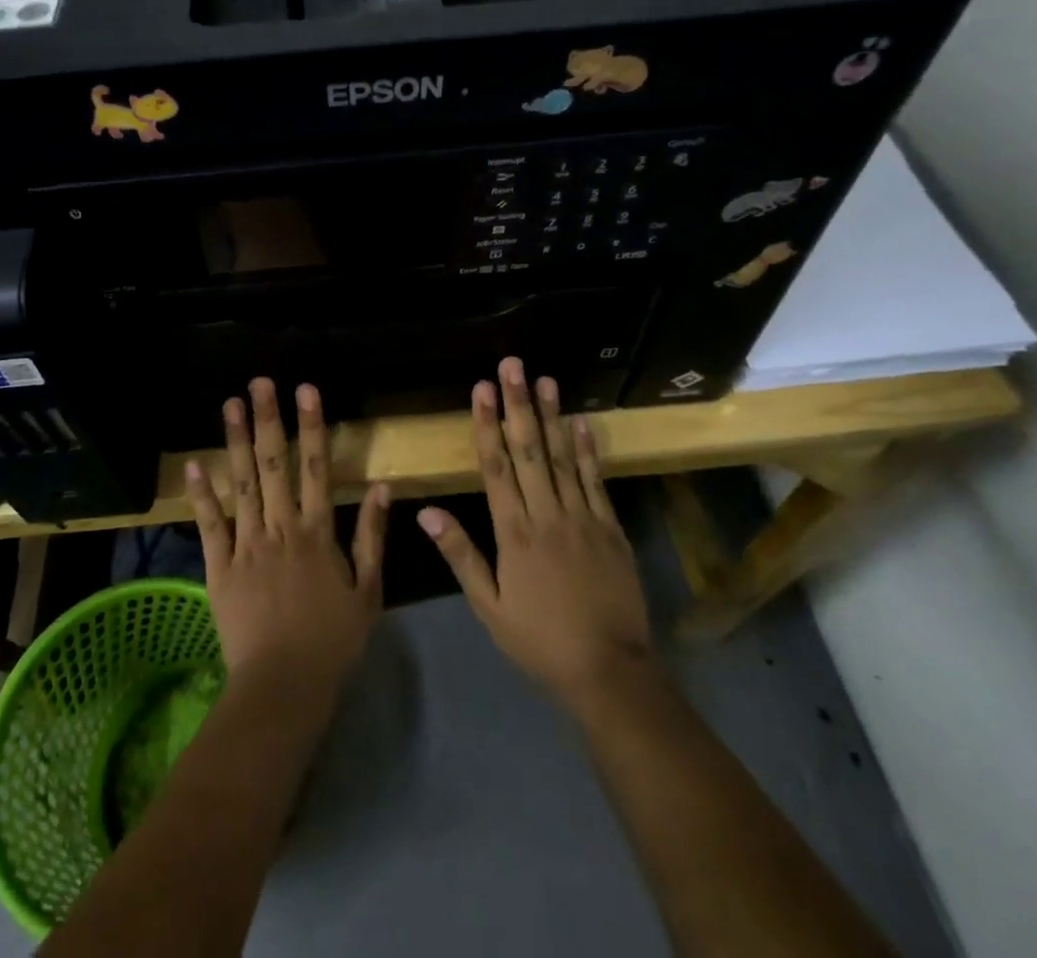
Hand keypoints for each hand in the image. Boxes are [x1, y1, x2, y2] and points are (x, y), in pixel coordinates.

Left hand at [186, 379, 390, 694]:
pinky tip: (192, 464)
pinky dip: (201, 495)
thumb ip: (372, 536)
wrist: (284, 686)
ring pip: (242, 484)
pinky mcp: (219, 567)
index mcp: (317, 532)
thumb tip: (383, 487)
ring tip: (229, 404)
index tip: (306, 390)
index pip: (315, 468)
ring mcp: (246, 545)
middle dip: (268, 420)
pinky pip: (209, 525)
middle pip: (274, 465)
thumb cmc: (333, 641)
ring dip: (235, 442)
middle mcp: (280, 528)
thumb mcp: (368, 590)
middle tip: (260, 383)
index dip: (312, 426)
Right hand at [419, 357, 652, 708]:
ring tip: (545, 379)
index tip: (481, 389)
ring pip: (563, 458)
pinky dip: (587, 450)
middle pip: (529, 451)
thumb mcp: (489, 606)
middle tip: (512, 366)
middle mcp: (547, 515)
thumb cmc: (539, 640)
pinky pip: (596, 481)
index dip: (486, 425)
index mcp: (514, 533)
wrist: (609, 670)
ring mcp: (583, 518)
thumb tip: (426, 511)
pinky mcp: (611, 528)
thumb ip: (460, 555)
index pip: (496, 467)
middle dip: (518, 405)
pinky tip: (580, 422)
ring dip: (552, 416)